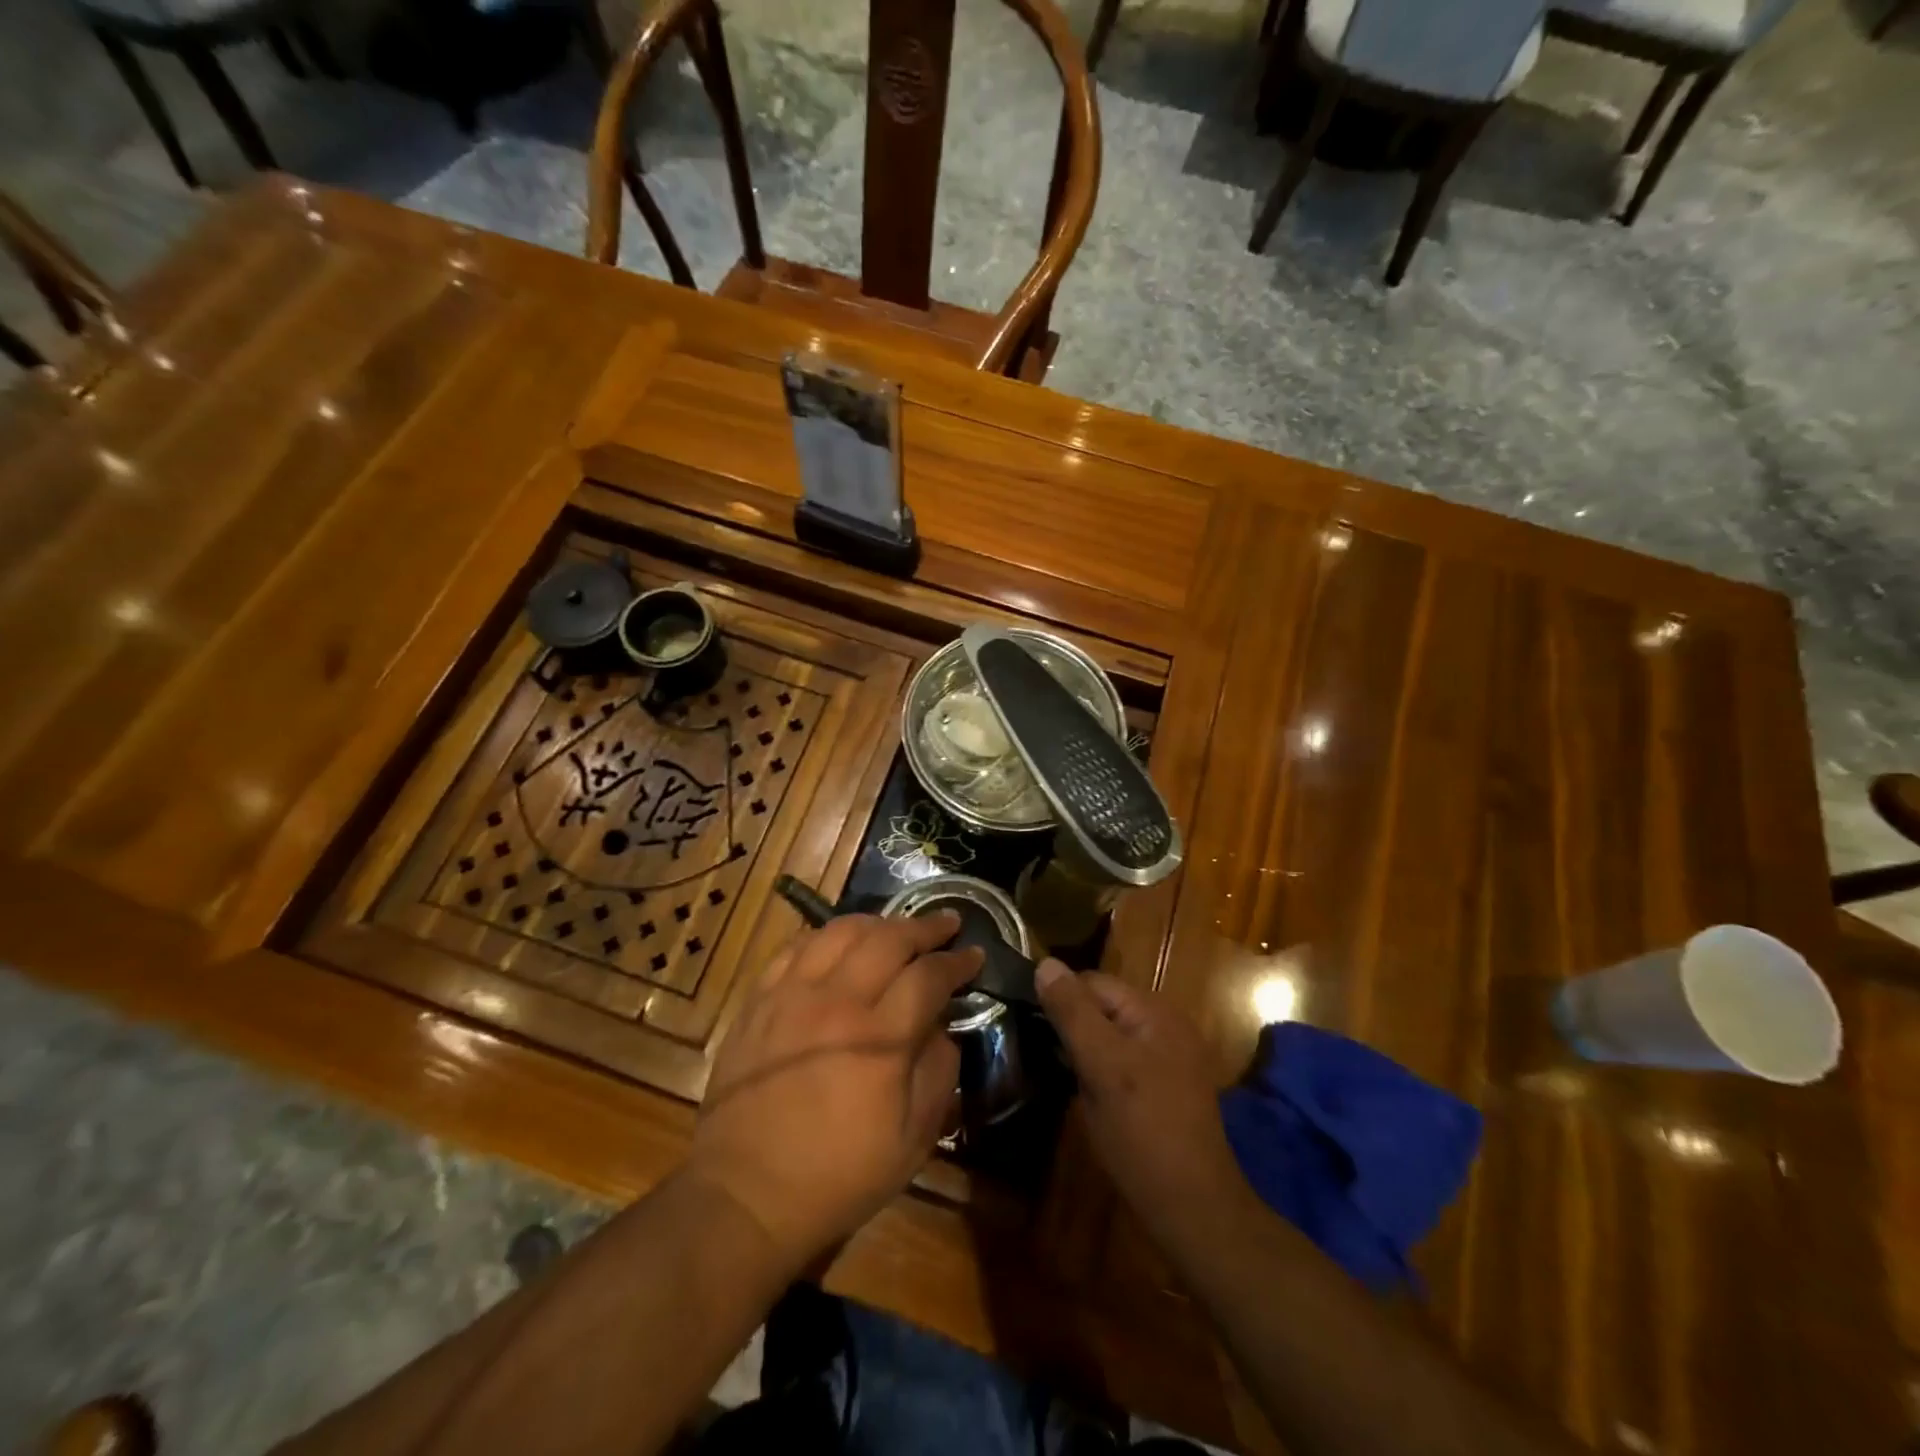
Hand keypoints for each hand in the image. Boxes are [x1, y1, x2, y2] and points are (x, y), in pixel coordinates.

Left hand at [691, 912, 982, 1272]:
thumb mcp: (913, 1141)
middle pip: (888, 939)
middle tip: (946, 923)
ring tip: (896, 927)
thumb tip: (942, 1028)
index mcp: (880, 1039)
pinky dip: (826, 936)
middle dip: (925, 927)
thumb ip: (939, 1073)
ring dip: (877, 922)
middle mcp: (837, 1002)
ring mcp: (792, 995)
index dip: (957, 961)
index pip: (928, 976)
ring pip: (841, 932)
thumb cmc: (838, 1175)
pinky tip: (839, 942)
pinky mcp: (759, 1001)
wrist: (746, 1194)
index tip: (974, 954)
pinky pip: (796, 948)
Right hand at [1035, 960, 1247, 1249]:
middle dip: (1072, 1023)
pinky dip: (1101, 1067)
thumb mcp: (1101, 1066)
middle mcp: (1166, 1025)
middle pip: (1103, 1006)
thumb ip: (1073, 1012)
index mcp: (1154, 1011)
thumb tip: (1044, 963)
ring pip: (1110, 1035)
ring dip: (1084, 1047)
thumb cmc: (1143, 1132)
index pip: (1093, 982)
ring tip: (1058, 1070)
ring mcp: (1169, 1058)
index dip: (1059, 998)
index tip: (1026, 1023)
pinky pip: (1123, 1059)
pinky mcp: (1166, 1087)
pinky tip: (1086, 1091)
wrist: (1193, 1209)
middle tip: (1039, 1051)